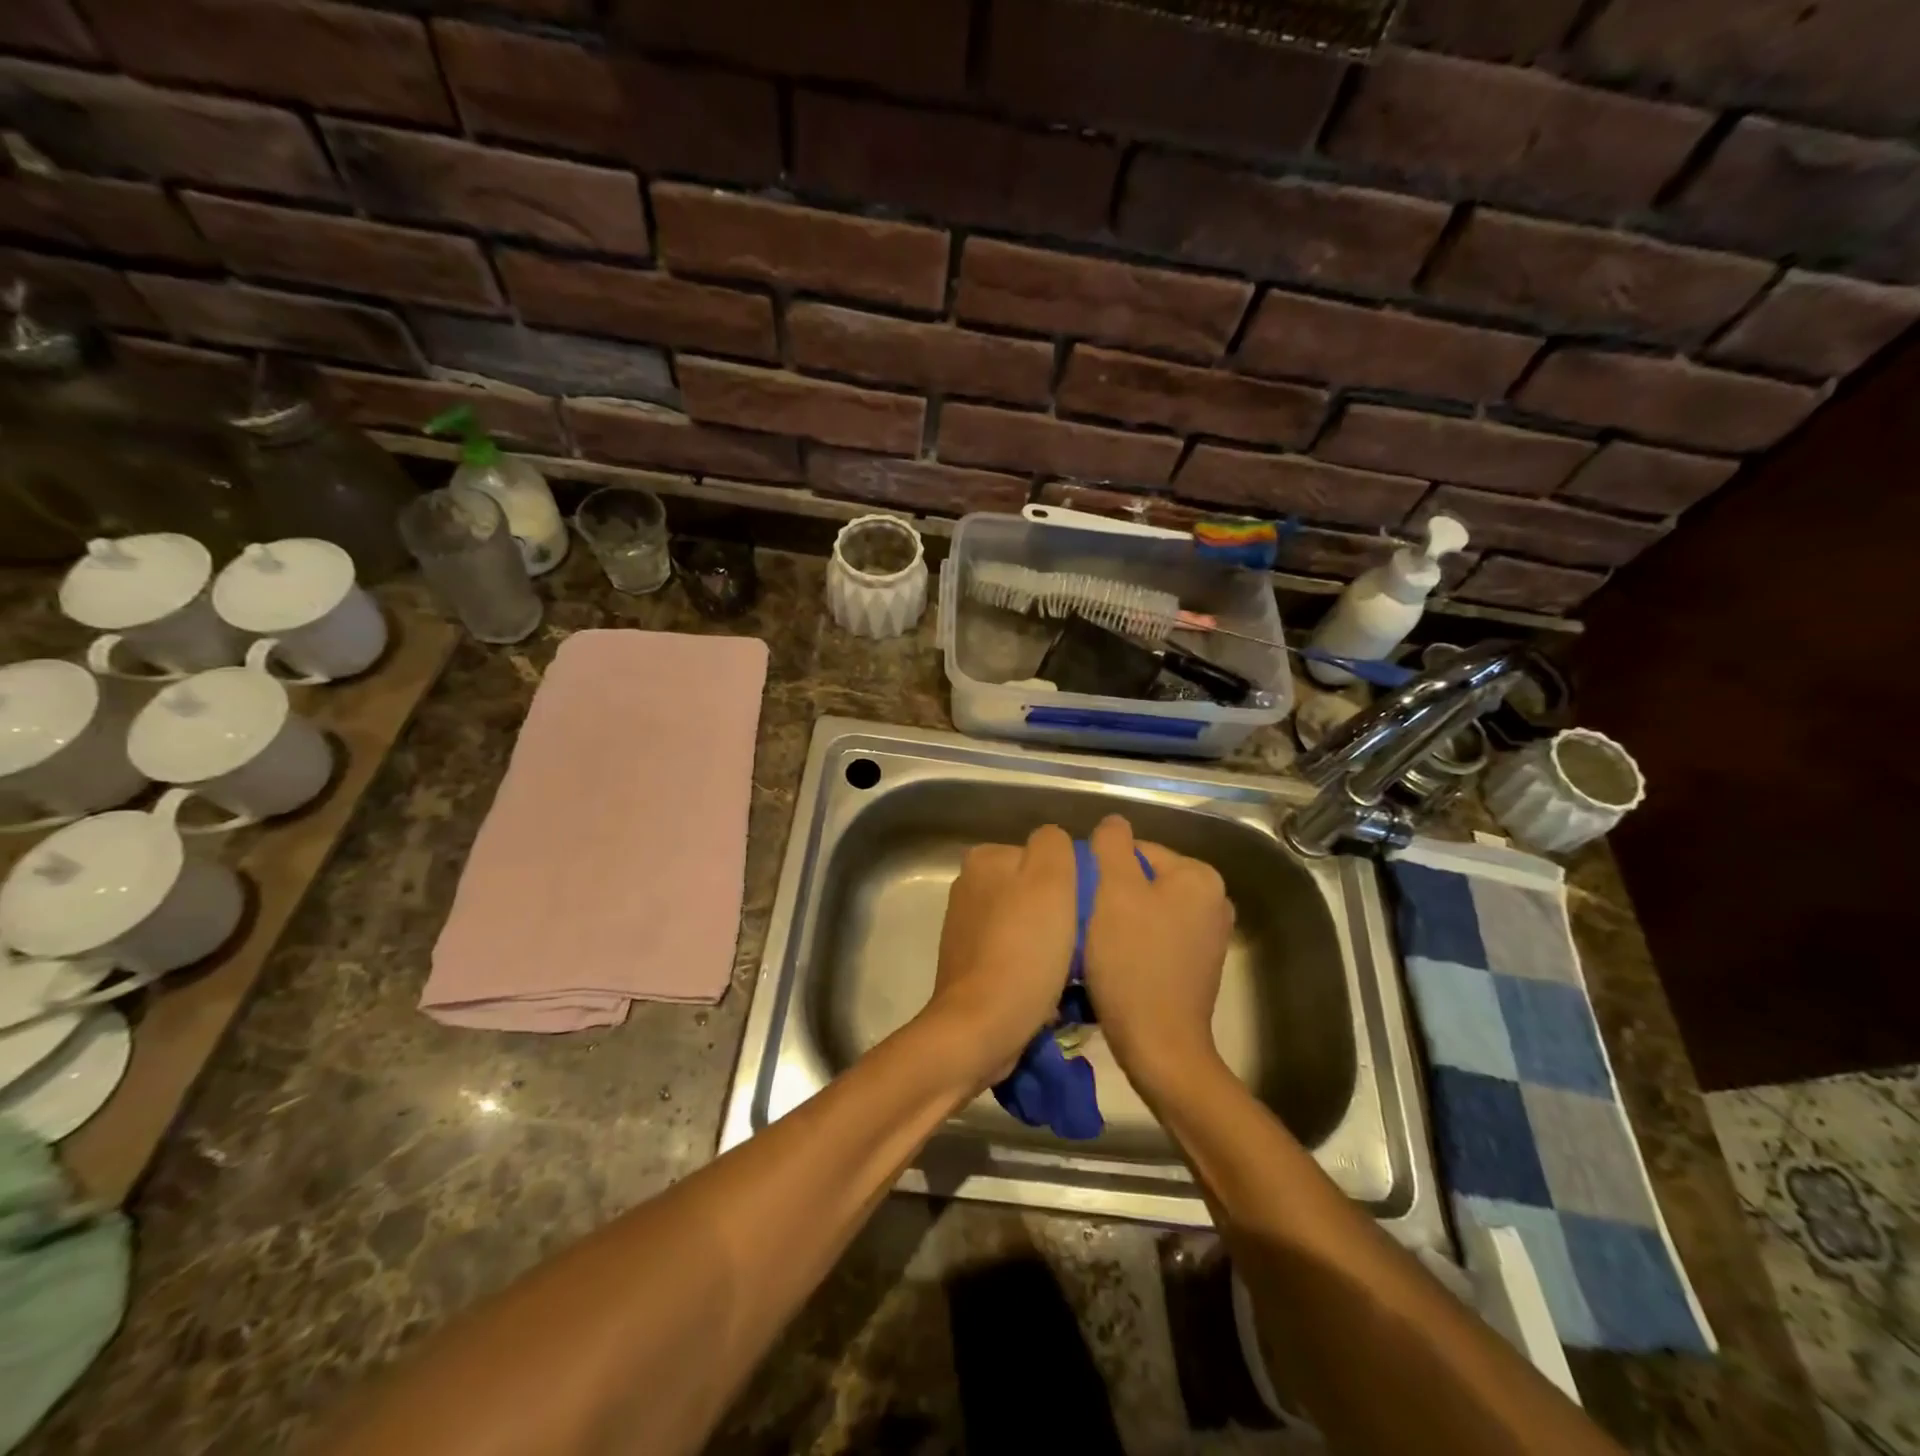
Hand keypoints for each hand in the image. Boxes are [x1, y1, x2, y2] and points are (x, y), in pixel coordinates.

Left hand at [925, 825, 1077, 1084]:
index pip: (1044, 855)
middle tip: (1079, 942)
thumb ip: (1054, 844)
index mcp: (984, 859)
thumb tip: (1055, 844)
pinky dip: (1030, 967)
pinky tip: (1044, 988)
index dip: (1070, 881)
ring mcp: (965, 928)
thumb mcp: (1051, 879)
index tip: (1083, 911)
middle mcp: (968, 887)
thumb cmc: (1023, 949)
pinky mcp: (968, 965)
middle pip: (1034, 891)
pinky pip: (1013, 955)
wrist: (981, 1026)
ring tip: (1065, 970)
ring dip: (1047, 944)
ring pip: (1026, 924)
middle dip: (1058, 914)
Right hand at [1082, 814, 1234, 1094]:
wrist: (1159, 1045)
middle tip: (1083, 920)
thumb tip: (1113, 823)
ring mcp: (1210, 936)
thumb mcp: (1114, 891)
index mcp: (1200, 876)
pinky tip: (1113, 963)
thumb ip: (1111, 846)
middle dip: (1111, 895)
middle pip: (1143, 879)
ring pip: (1147, 909)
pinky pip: (1157, 937)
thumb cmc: (1133, 962)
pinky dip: (1134, 943)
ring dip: (1118, 920)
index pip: (1137, 850)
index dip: (1101, 870)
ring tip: (1093, 943)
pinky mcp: (1198, 966)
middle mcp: (1214, 900)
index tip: (1080, 899)